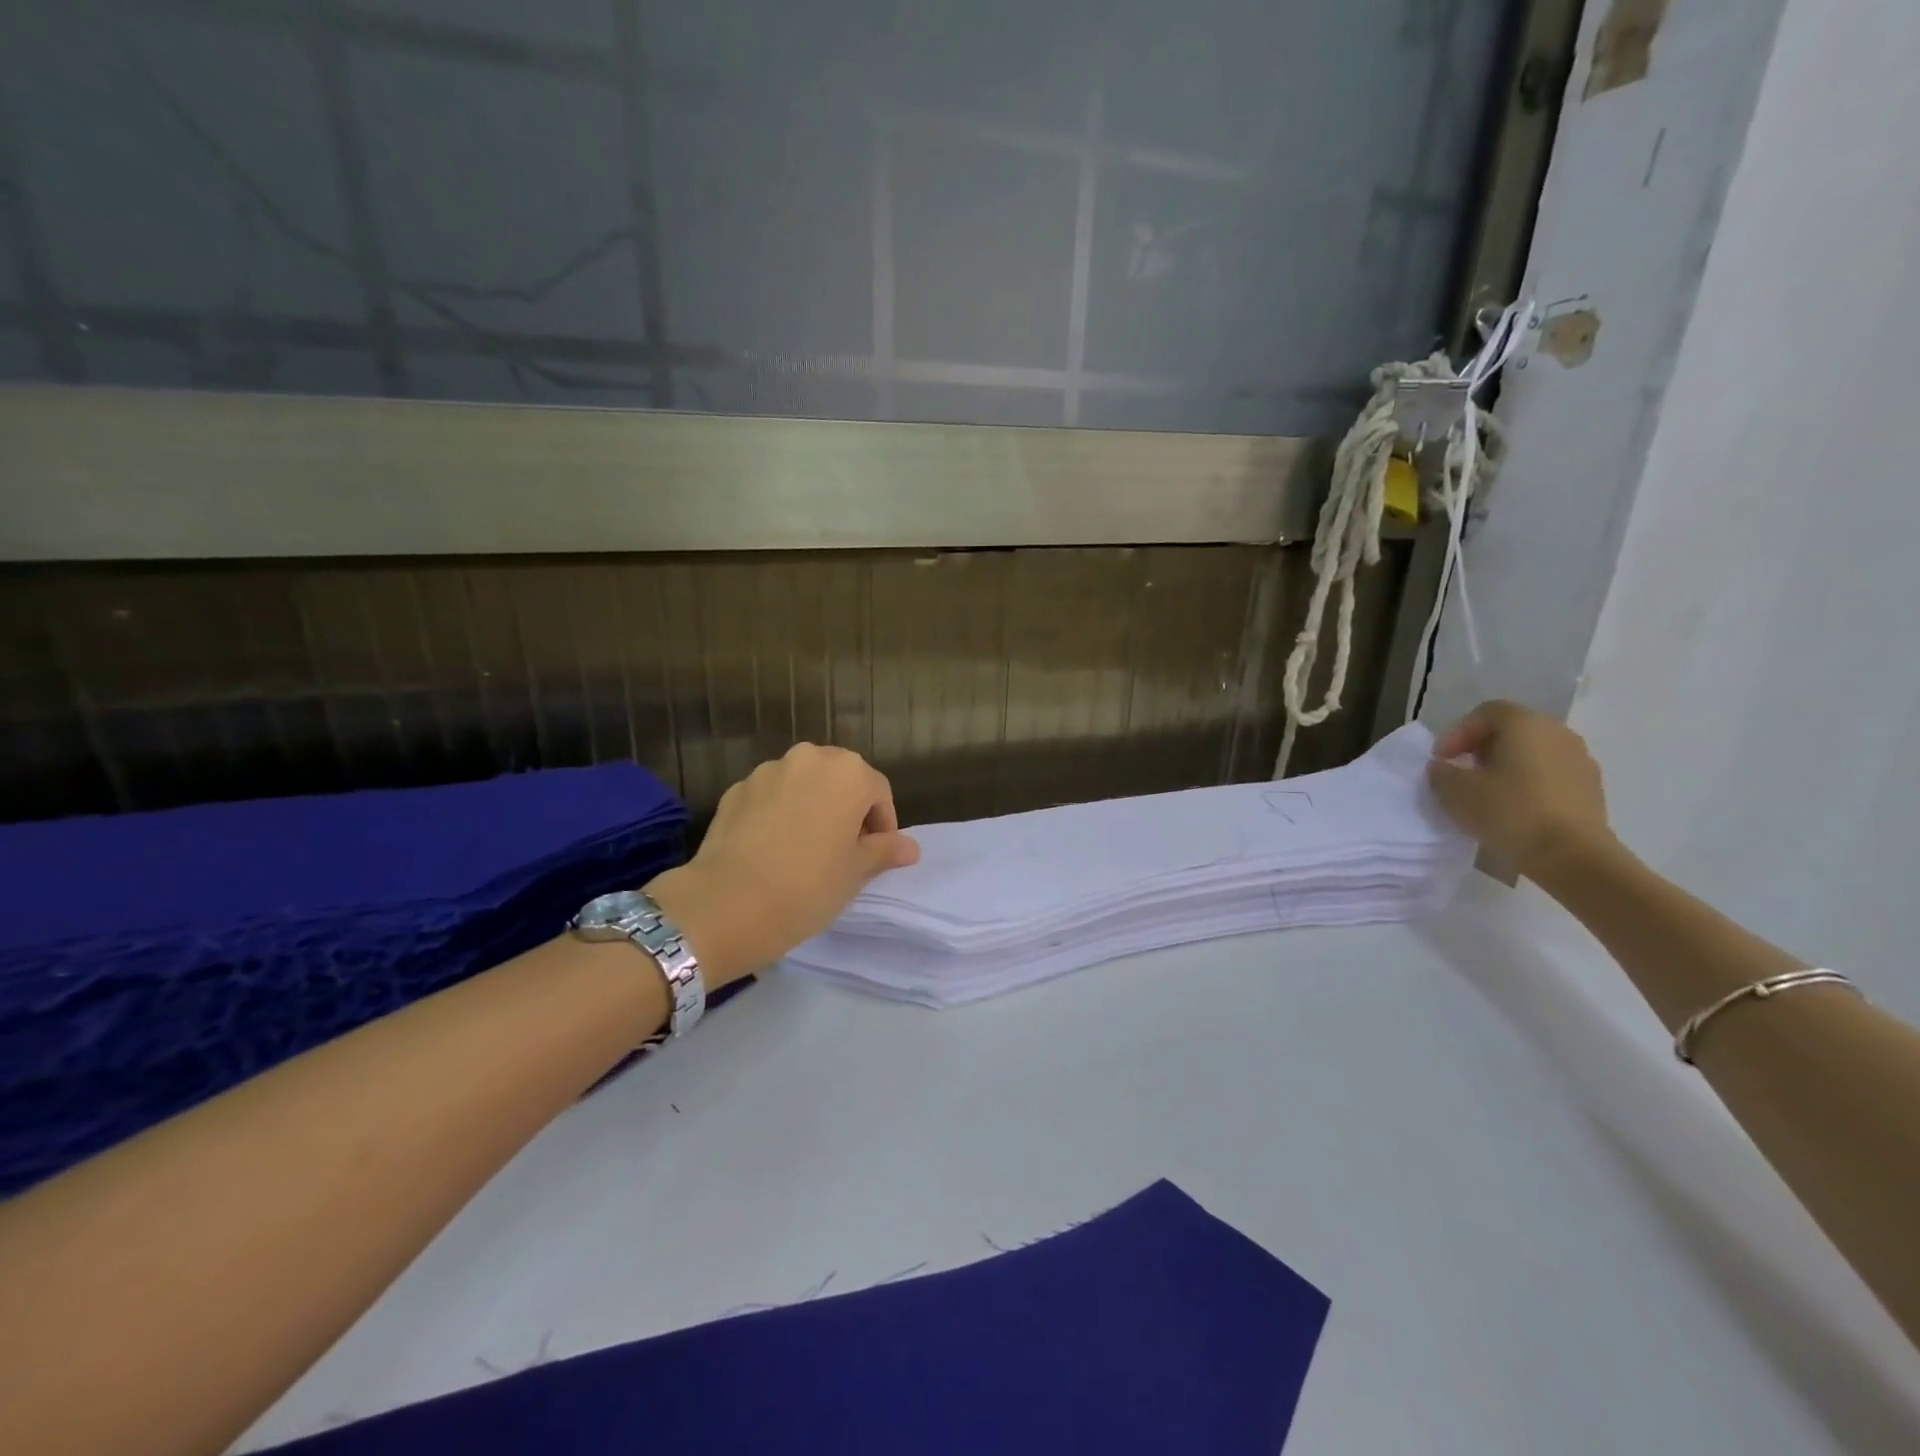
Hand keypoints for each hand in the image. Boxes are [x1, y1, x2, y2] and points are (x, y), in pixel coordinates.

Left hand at [644, 744, 919, 985]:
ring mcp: (767, 771)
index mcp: (848, 773)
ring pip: (802, 785)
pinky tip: (772, 850)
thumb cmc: (808, 885)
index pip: (878, 792)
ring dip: (811, 807)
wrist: (727, 903)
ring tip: (804, 849)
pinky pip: (770, 797)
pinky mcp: (735, 790)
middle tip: (842, 851)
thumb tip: (910, 847)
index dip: (882, 825)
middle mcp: (809, 758)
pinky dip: (778, 813)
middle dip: (846, 809)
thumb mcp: (856, 872)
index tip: (874, 857)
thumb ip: (884, 851)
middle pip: (840, 779)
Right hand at [1426, 700, 1613, 879]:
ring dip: (1506, 767)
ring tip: (1486, 794)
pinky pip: (1550, 775)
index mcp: (1525, 724)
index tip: (1441, 760)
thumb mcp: (1455, 790)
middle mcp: (1558, 733)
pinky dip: (1528, 784)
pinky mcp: (1591, 789)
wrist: (1573, 856)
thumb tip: (1444, 767)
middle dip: (1481, 748)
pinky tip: (1513, 809)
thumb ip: (1441, 771)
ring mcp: (1580, 761)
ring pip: (1533, 753)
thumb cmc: (1509, 811)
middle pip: (1512, 730)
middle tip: (1460, 773)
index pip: (1485, 712)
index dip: (1457, 733)